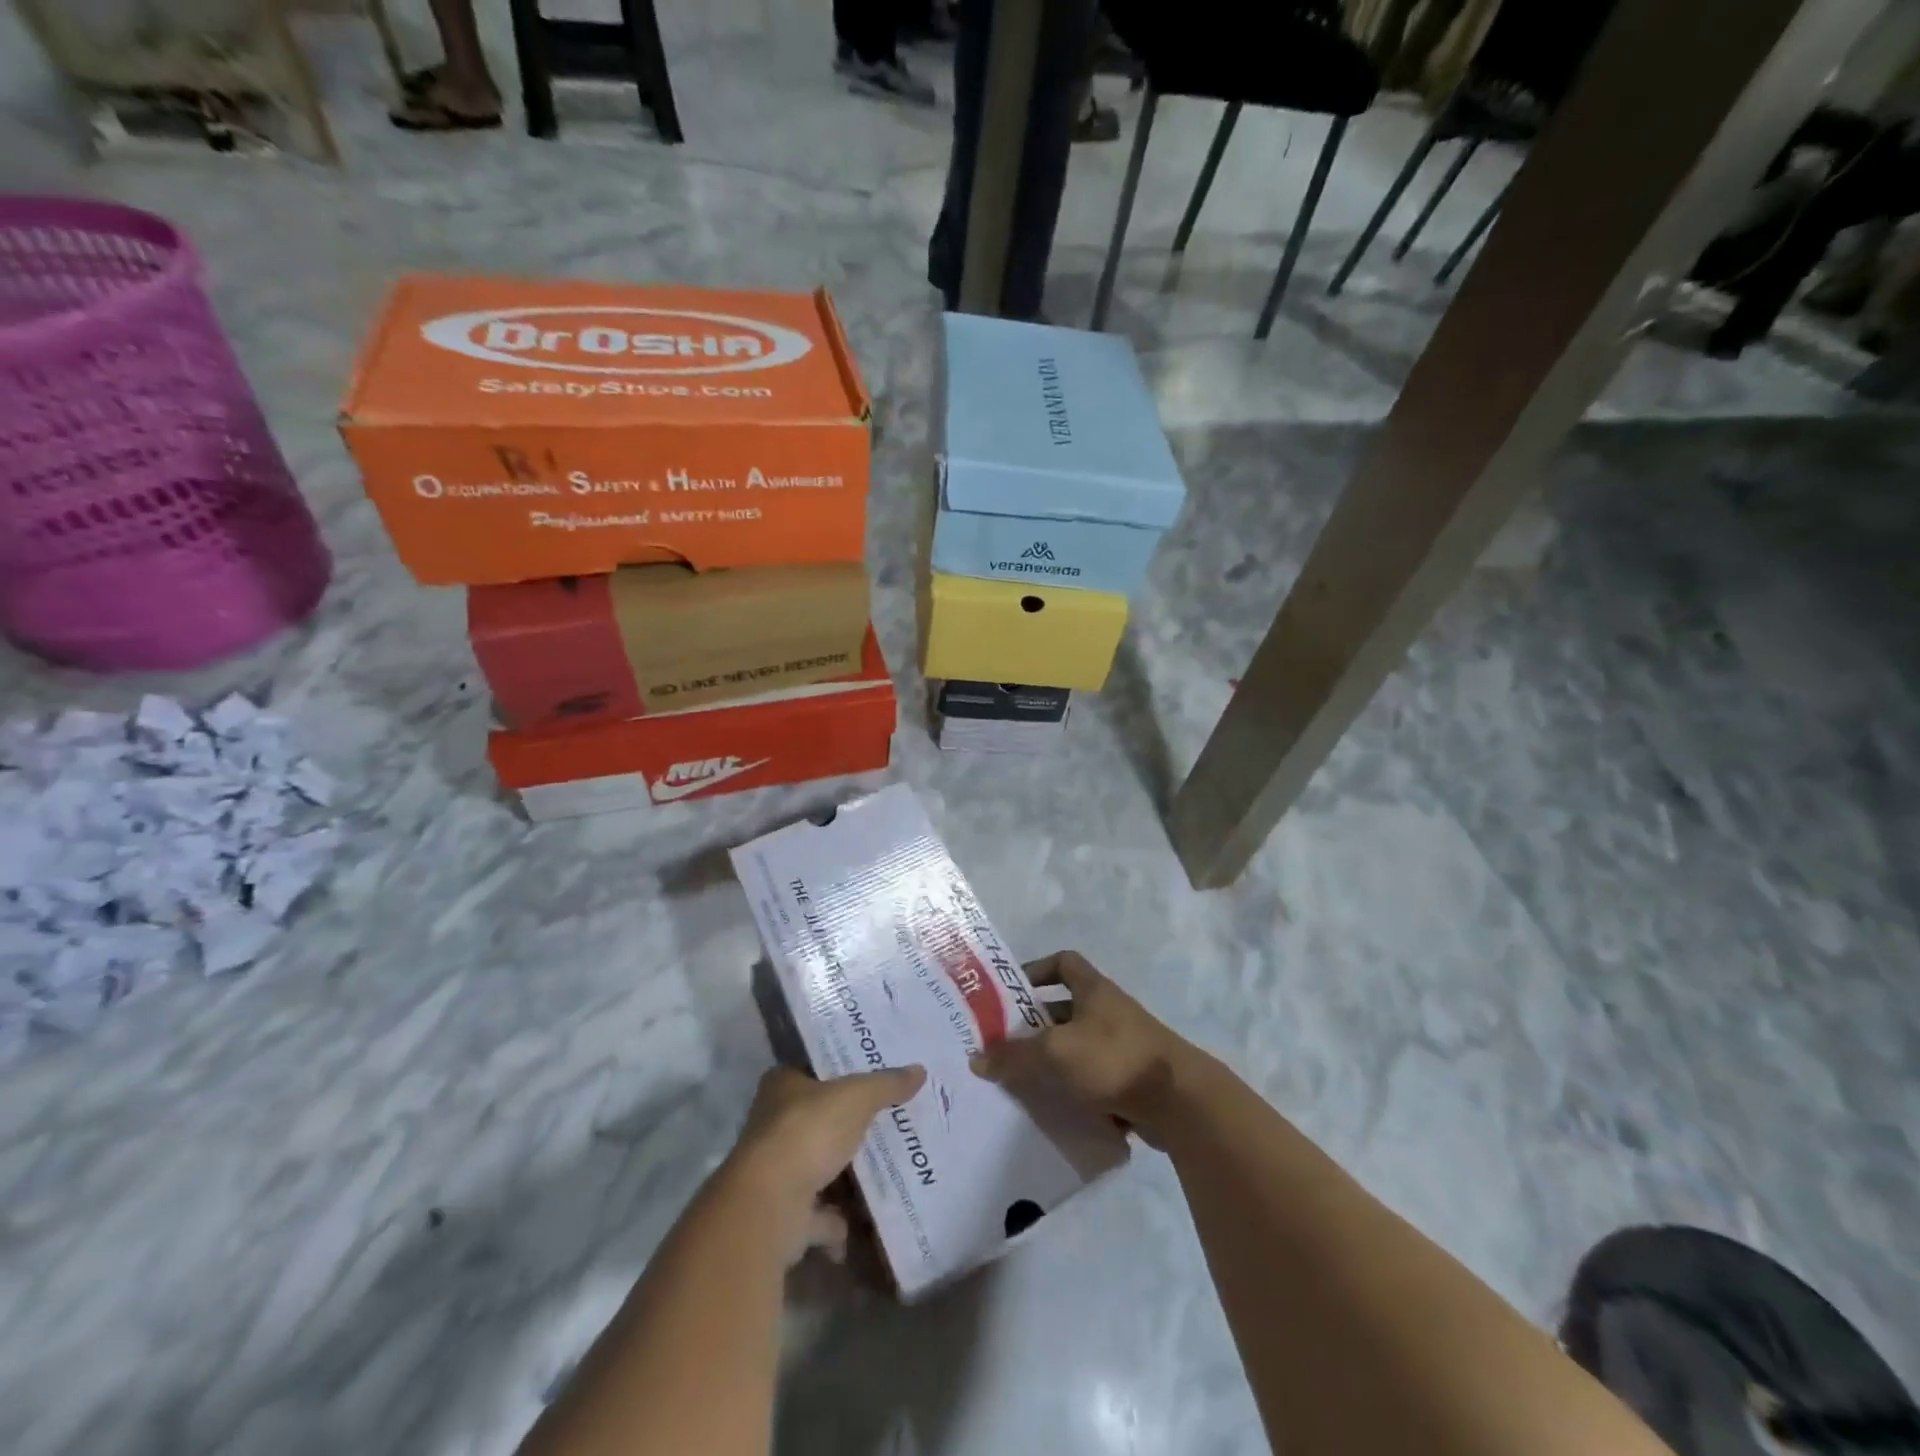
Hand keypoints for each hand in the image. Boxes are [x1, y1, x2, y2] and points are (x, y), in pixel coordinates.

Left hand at [724, 1063, 925, 1263]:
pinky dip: (838, 1225)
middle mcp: (773, 1126)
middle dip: (847, 1128)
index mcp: (782, 1086)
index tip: (870, 1077)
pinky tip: (865, 1225)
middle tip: (889, 1123)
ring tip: (887, 1173)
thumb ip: (887, 1084)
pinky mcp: (783, 1216)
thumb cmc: (808, 1132)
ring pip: (818, 1170)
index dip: (839, 1072)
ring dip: (844, 1178)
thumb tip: (920, 1070)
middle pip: (817, 1121)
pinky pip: (818, 1218)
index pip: (812, 1070)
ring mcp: (776, 1173)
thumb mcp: (857, 1097)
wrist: (770, 1206)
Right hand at [969, 951, 1202, 1147]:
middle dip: (1035, 1027)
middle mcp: (1108, 1011)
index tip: (1012, 992)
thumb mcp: (1055, 1053)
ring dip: (1052, 1062)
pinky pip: (1093, 1081)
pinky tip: (1052, 1110)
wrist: (1180, 1102)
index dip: (1037, 970)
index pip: (1063, 962)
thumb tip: (977, 1059)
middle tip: (1004, 1046)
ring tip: (1020, 1082)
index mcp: (1093, 990)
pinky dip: (1073, 1092)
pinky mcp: (1131, 1081)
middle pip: (1064, 1009)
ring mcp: (1122, 1047)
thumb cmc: (1113, 1059)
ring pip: (1076, 1048)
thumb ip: (1014, 1056)